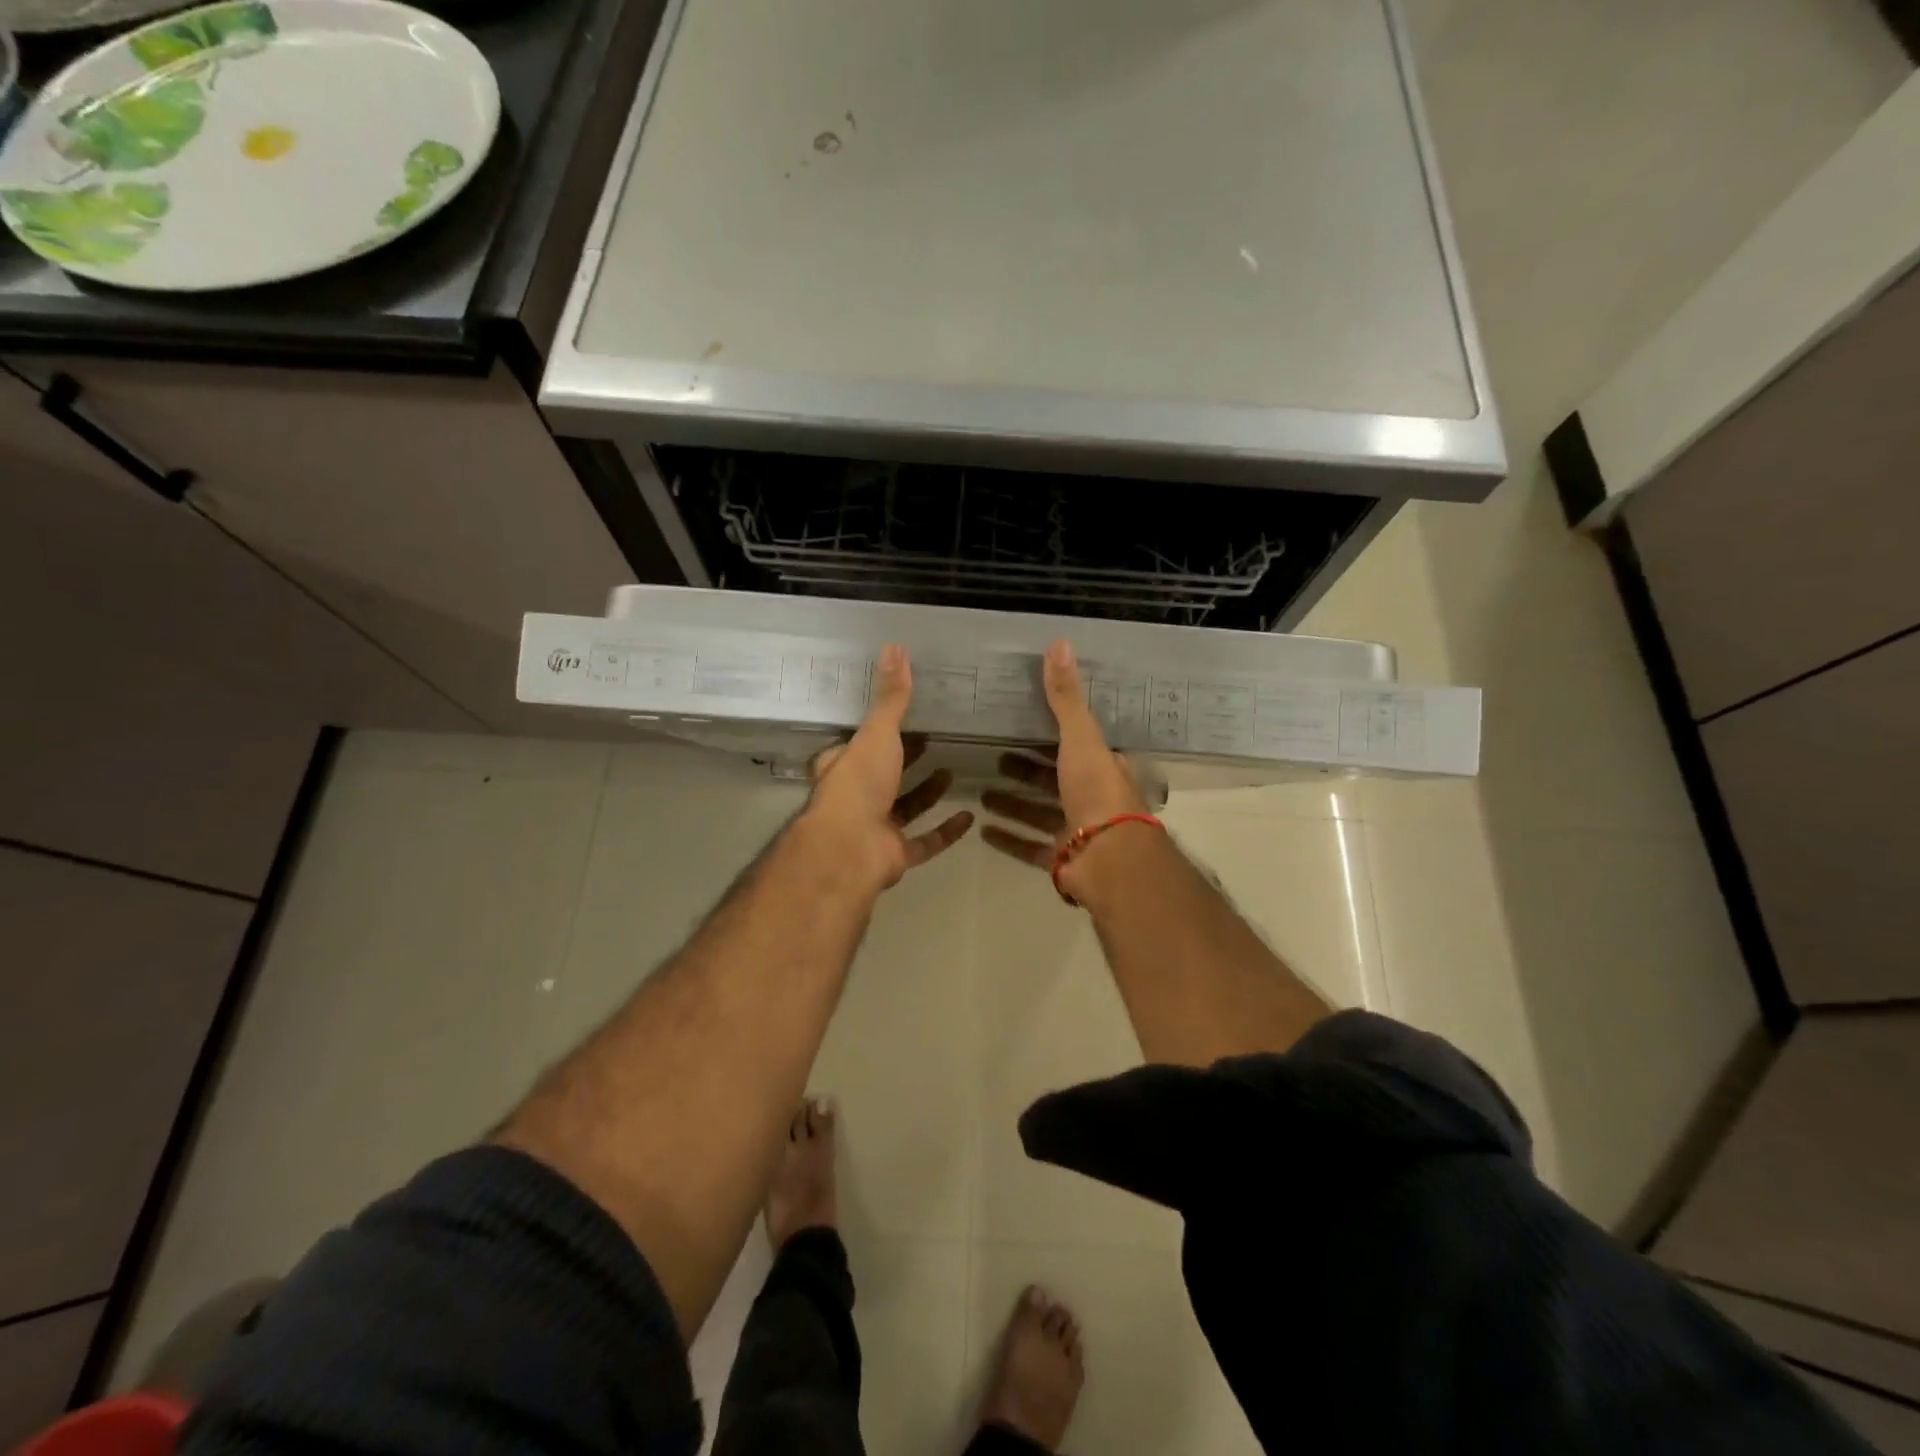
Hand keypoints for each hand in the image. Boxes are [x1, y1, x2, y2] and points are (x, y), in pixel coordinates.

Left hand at [802, 644, 974, 890]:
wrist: (851, 849)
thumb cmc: (859, 783)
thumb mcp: (878, 733)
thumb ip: (891, 697)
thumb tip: (895, 647)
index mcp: (844, 766)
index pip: (857, 745)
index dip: (877, 732)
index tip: (905, 718)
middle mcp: (857, 797)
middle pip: (883, 775)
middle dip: (906, 761)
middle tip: (934, 740)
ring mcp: (876, 828)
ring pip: (904, 808)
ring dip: (926, 792)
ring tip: (952, 770)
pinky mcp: (896, 854)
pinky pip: (925, 841)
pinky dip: (945, 832)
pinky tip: (969, 817)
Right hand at [982, 640, 1148, 878]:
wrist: (1108, 857)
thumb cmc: (1095, 791)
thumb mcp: (1079, 737)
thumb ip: (1065, 697)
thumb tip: (1059, 642)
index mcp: (1101, 767)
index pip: (1074, 745)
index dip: (1050, 736)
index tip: (1020, 727)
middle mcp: (1091, 798)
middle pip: (1054, 780)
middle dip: (1025, 771)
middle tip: (993, 758)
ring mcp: (1077, 831)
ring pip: (1039, 813)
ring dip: (1013, 804)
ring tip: (980, 793)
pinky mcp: (1061, 858)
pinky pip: (1029, 846)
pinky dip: (1008, 838)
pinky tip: (982, 830)